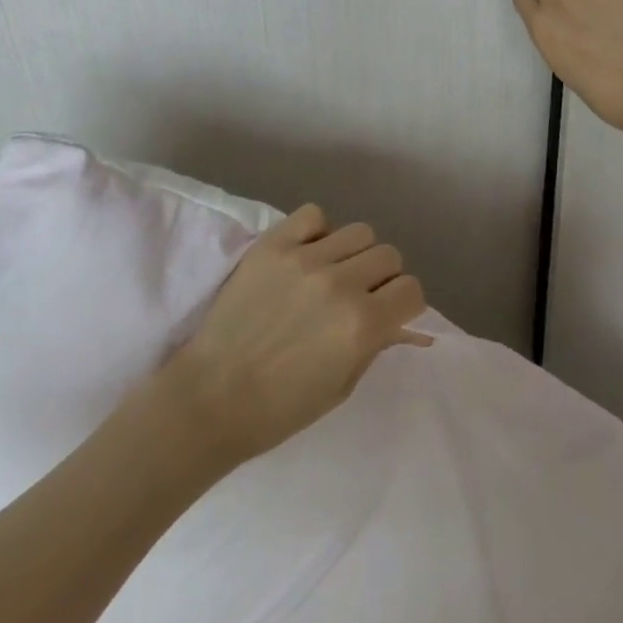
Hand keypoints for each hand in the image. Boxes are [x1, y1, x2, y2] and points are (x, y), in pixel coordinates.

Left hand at [156, 206, 431, 464]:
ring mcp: (305, 259)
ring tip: (333, 272)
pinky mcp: (274, 244)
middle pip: (389, 255)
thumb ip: (374, 344)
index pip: (411, 289)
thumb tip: (397, 318)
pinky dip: (317, 231)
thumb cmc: (279, 408)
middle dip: (382, 278)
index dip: (404, 303)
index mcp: (362, 325)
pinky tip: (307, 254)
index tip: (389, 312)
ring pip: (359, 231)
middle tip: (361, 294)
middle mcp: (341, 284)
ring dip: (354, 253)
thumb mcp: (342, 387)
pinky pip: (314, 215)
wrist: (210, 396)